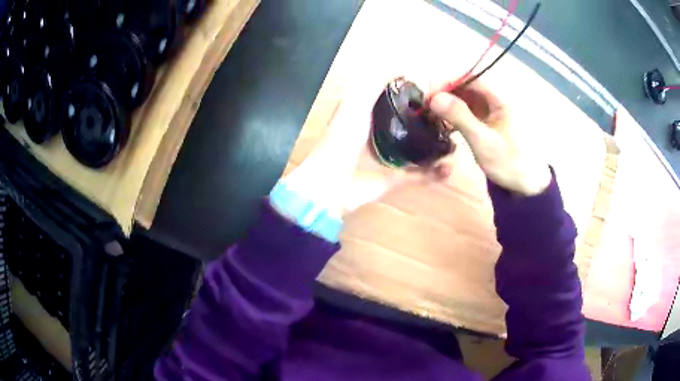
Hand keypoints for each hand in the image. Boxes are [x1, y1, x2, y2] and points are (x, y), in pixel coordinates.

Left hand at [282, 86, 449, 217]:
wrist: (331, 183)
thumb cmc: (342, 139)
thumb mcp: (355, 103)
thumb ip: (374, 83)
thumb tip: (401, 65)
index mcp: (373, 114)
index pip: (401, 101)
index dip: (418, 96)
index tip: (439, 93)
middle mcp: (384, 134)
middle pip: (414, 125)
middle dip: (434, 123)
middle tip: (453, 121)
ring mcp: (391, 157)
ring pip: (421, 149)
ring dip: (438, 147)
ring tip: (455, 144)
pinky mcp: (396, 179)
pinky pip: (420, 174)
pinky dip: (435, 172)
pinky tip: (449, 168)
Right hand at [428, 82, 550, 195]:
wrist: (527, 184)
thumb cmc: (509, 163)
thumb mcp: (483, 141)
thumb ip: (460, 117)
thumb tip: (434, 98)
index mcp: (501, 98)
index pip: (470, 78)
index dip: (448, 82)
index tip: (429, 96)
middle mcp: (497, 99)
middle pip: (467, 86)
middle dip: (446, 93)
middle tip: (426, 108)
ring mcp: (493, 110)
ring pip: (467, 98)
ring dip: (449, 104)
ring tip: (432, 116)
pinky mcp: (489, 121)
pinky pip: (470, 110)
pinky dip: (456, 115)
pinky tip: (445, 124)